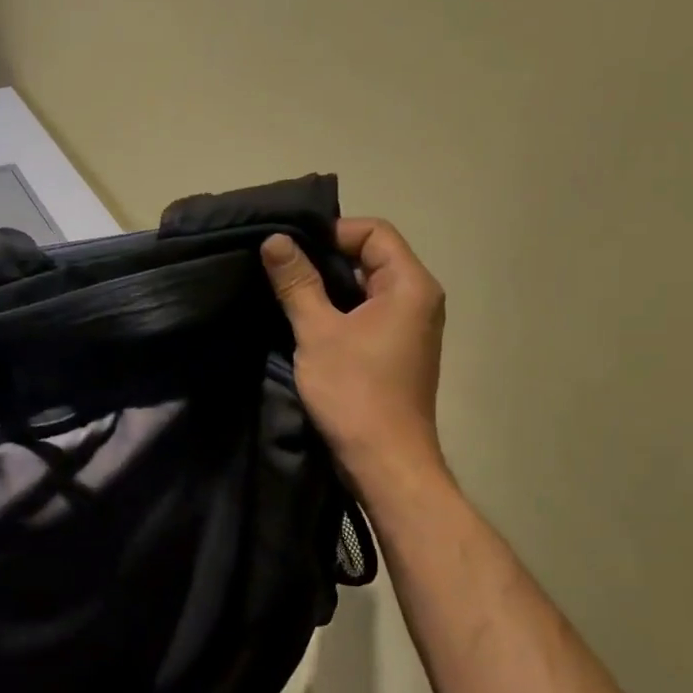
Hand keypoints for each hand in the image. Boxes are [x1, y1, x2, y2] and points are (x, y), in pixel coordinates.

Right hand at [261, 219, 448, 497]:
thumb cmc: (355, 391)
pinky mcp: (397, 350)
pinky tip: (305, 321)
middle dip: (325, 258)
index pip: (374, 231)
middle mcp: (419, 299)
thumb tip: (274, 240)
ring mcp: (410, 327)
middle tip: (280, 267)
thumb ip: (297, 282)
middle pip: (372, 256)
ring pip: (367, 287)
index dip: (332, 232)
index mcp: (410, 285)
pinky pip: (368, 313)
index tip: (291, 248)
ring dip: (329, 286)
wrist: (385, 461)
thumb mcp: (317, 332)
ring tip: (286, 291)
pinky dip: (339, 310)